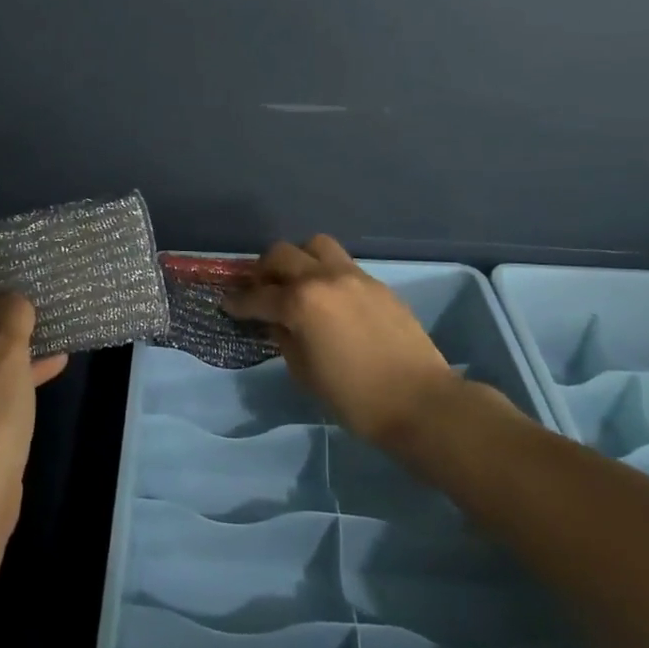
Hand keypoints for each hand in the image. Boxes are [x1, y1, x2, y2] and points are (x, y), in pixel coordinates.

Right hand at [224, 235, 498, 447]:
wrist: (421, 402)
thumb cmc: (354, 398)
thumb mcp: (304, 373)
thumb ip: (284, 338)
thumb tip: (276, 321)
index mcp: (300, 303)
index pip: (257, 296)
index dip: (237, 302)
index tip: (227, 304)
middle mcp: (324, 278)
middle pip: (282, 254)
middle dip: (264, 270)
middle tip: (261, 290)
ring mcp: (354, 277)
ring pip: (315, 245)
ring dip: (299, 259)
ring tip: (297, 283)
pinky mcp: (377, 284)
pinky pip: (342, 264)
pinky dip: (326, 272)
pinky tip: (329, 298)